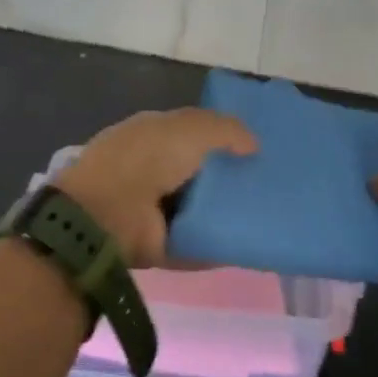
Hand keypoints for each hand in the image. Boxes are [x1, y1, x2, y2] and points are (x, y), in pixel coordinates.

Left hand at [57, 108, 256, 268]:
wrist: (108, 214)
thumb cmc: (146, 159)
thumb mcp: (190, 128)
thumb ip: (225, 129)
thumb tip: (253, 145)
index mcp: (152, 135)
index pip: (191, 134)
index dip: (221, 139)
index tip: (256, 148)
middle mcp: (151, 170)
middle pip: (198, 174)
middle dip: (228, 178)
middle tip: (269, 185)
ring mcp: (153, 211)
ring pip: (199, 210)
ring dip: (225, 215)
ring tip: (266, 216)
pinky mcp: (159, 247)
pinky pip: (196, 246)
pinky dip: (218, 248)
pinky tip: (249, 245)